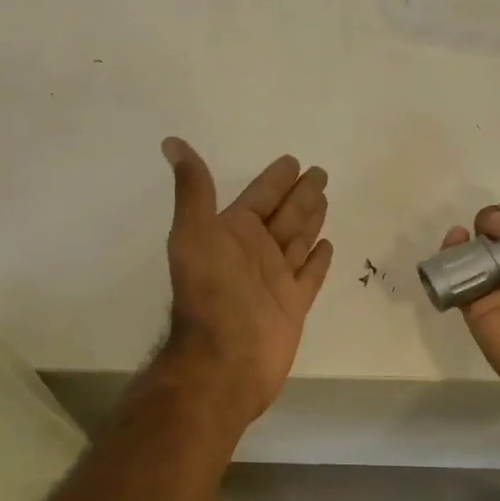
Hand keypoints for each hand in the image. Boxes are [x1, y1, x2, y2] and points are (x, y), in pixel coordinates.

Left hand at [159, 137, 334, 423]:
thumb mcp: (195, 232)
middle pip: (284, 214)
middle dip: (300, 194)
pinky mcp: (293, 305)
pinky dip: (318, 260)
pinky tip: (328, 245)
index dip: (275, 179)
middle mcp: (255, 252)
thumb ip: (193, 189)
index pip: (260, 196)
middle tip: (320, 172)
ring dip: (311, 219)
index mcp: (232, 232)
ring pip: (298, 240)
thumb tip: (171, 142)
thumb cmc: (210, 292)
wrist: (224, 358)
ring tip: (325, 198)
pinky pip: (310, 275)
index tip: (292, 161)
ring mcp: (275, 279)